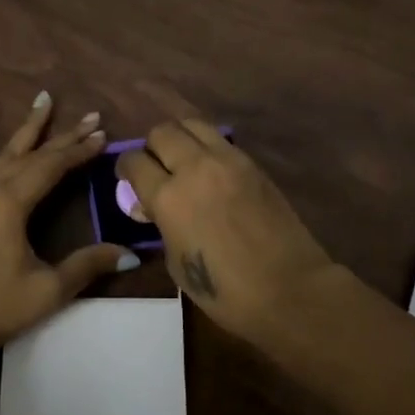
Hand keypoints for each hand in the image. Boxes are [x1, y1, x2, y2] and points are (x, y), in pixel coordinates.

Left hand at [0, 93, 137, 366]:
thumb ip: (87, 266)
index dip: (80, 151)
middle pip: (32, 153)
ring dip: (26, 127)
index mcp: (11, 203)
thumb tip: (131, 252)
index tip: (102, 134)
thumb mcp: (45, 292)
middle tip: (90, 116)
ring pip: (1, 149)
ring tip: (44, 99)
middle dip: (63, 136)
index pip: (53, 166)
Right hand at [117, 119, 335, 346]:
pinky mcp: (251, 162)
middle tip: (156, 167)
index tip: (127, 178)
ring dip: (180, 137)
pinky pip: (219, 139)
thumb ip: (160, 225)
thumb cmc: (225, 291)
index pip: (134, 161)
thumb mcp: (176, 264)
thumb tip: (151, 206)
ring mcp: (226, 160)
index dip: (125, 168)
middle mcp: (194, 167)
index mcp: (168, 197)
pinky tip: (210, 169)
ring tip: (182, 158)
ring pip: (192, 124)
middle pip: (161, 132)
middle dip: (152, 147)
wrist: (289, 289)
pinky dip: (207, 146)